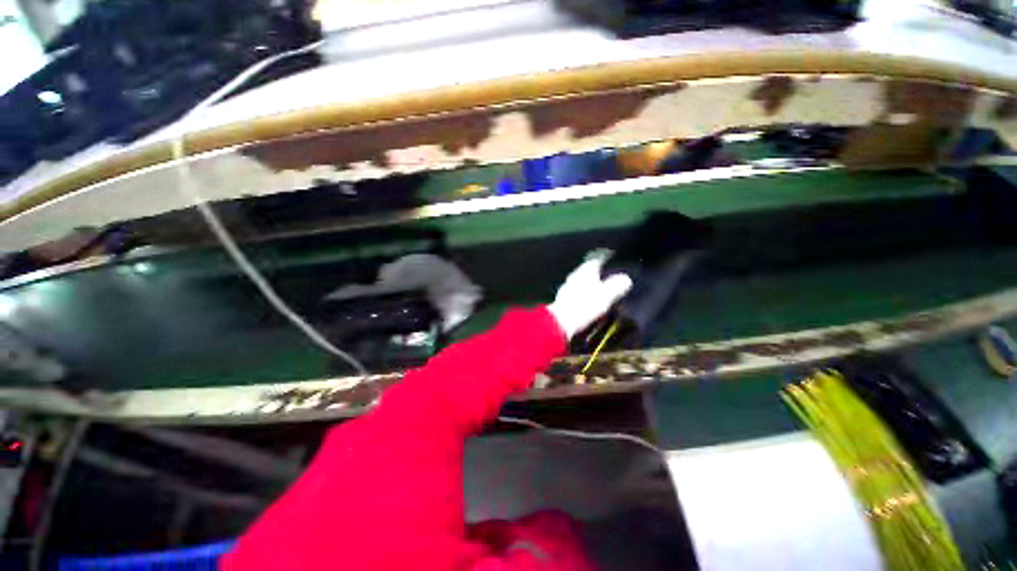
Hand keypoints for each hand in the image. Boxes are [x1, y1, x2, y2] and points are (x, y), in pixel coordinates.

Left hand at [548, 252, 632, 339]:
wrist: (561, 321)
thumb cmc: (585, 305)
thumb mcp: (606, 295)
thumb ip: (616, 285)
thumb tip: (626, 279)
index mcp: (586, 270)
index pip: (596, 258)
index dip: (604, 256)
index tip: (610, 255)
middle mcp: (575, 275)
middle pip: (587, 269)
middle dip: (596, 270)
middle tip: (606, 271)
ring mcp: (567, 286)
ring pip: (581, 279)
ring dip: (589, 281)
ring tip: (598, 286)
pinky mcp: (563, 298)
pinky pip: (576, 290)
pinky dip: (583, 292)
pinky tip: (586, 298)